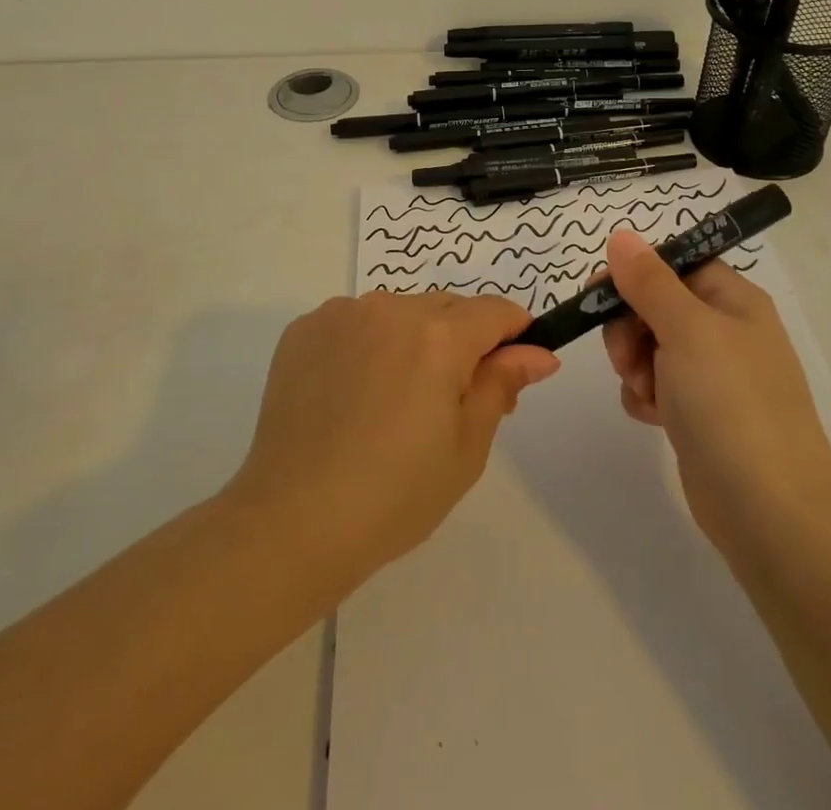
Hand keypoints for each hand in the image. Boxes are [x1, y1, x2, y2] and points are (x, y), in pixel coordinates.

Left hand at [227, 291, 559, 593]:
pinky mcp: (304, 329)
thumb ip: (502, 384)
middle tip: (451, 402)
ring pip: (400, 313)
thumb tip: (539, 352)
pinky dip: (367, 345)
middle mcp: (390, 308)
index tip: (512, 370)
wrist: (291, 523)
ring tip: (393, 402)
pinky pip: (355, 323)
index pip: (496, 312)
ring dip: (412, 340)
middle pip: (448, 308)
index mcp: (438, 336)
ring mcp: (341, 314)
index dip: (514, 335)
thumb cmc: (394, 495)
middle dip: (463, 342)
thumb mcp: (466, 447)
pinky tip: (352, 395)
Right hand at [600, 229, 830, 559]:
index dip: (635, 274)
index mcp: (733, 300)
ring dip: (634, 364)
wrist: (770, 511)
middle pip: (656, 305)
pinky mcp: (700, 415)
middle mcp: (726, 332)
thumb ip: (649, 281)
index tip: (599, 294)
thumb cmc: (730, 403)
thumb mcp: (687, 329)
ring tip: (645, 392)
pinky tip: (652, 416)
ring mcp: (714, 376)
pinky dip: (646, 396)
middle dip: (630, 327)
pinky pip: (656, 387)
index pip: (674, 265)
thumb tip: (622, 236)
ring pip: (650, 347)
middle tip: (627, 357)